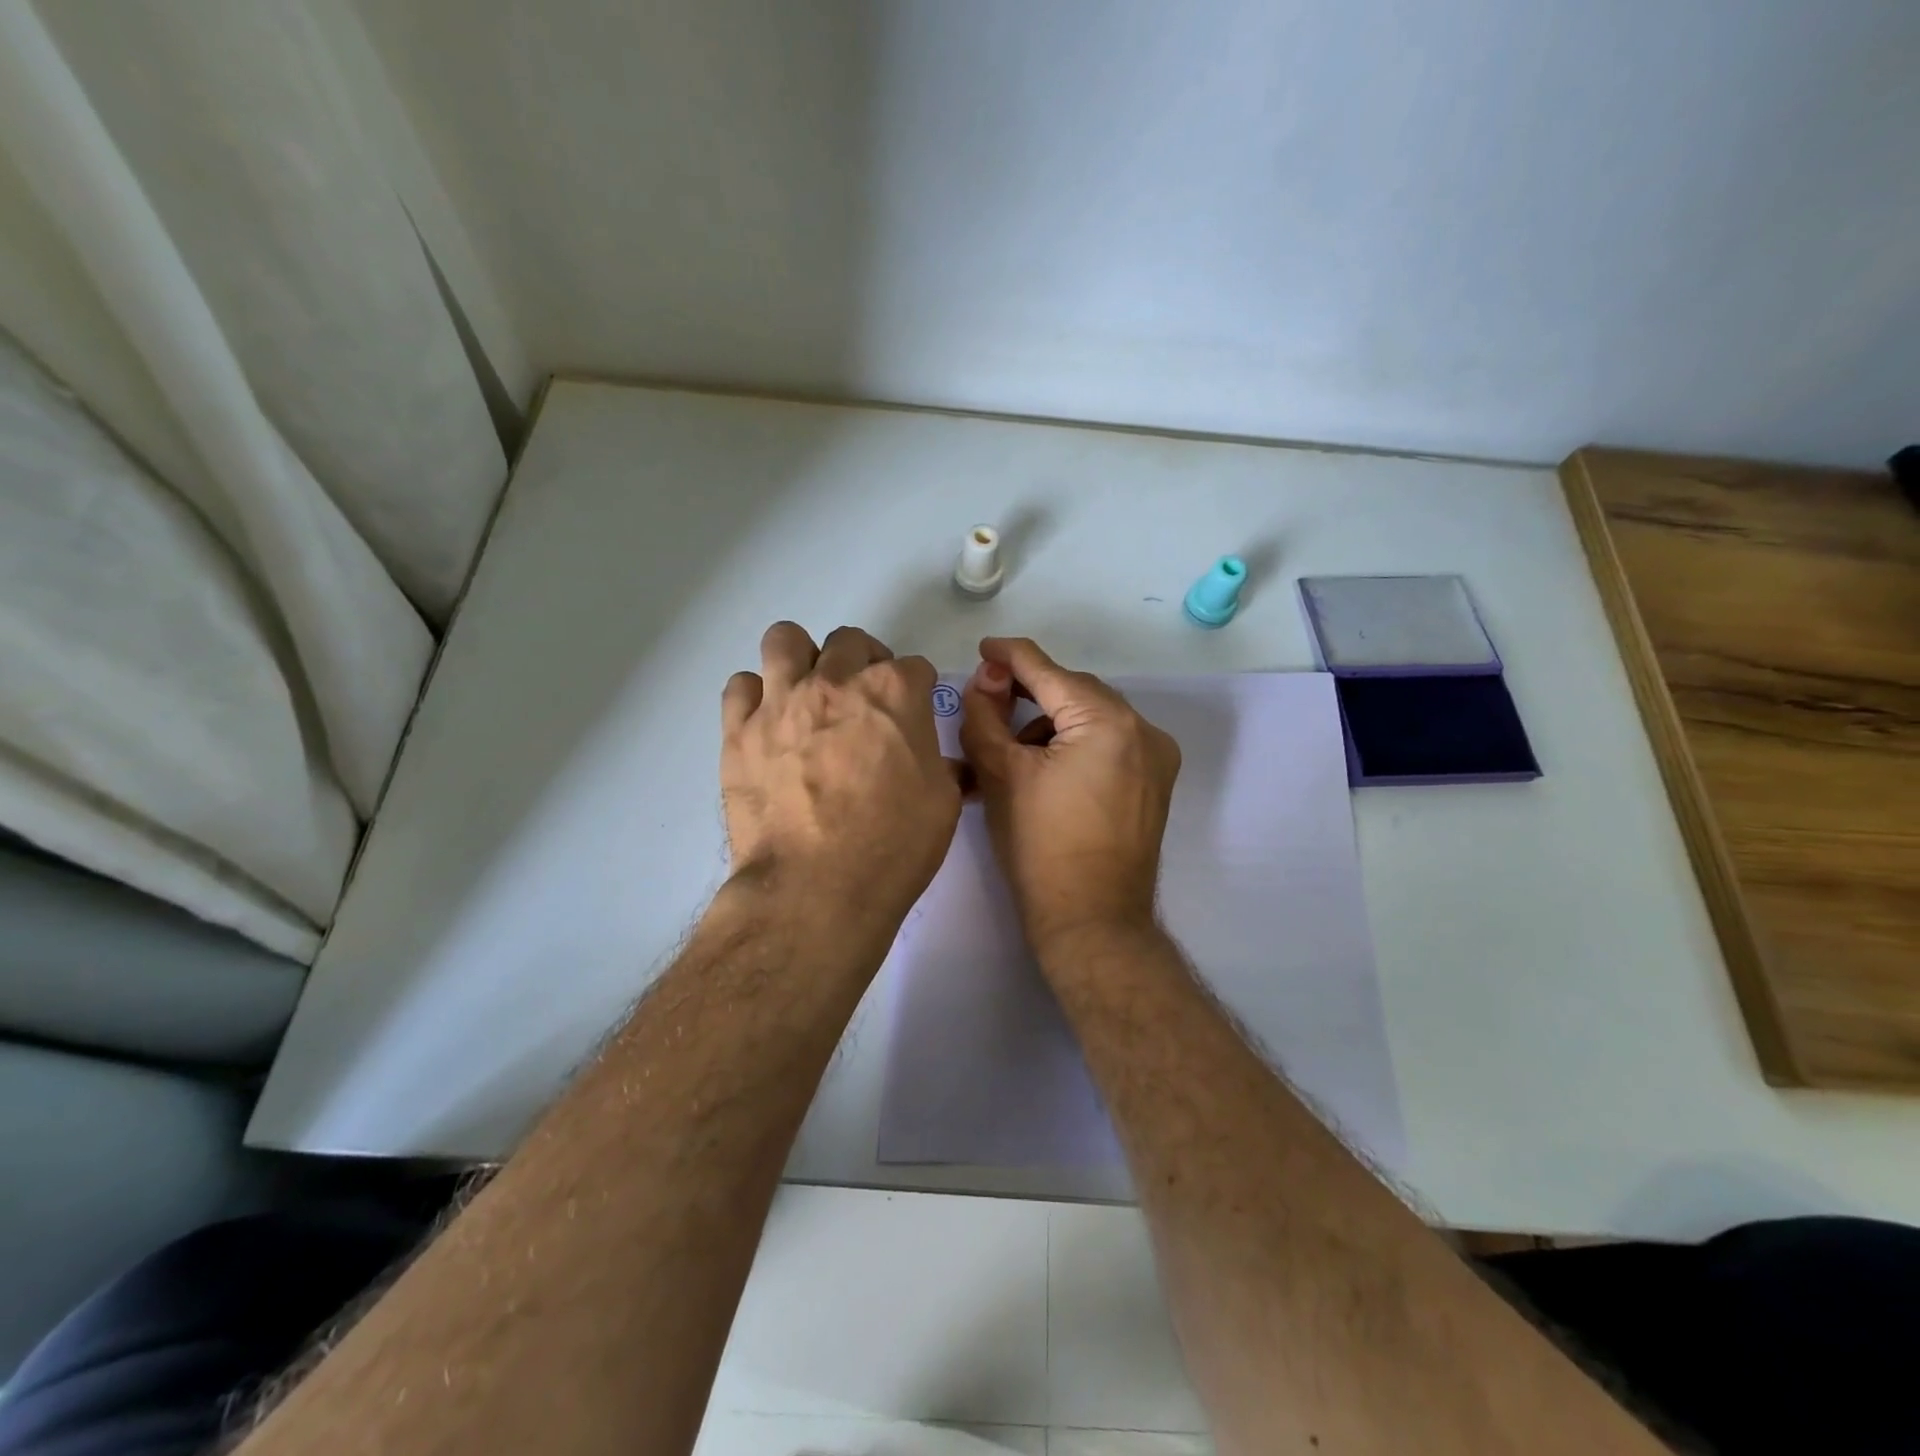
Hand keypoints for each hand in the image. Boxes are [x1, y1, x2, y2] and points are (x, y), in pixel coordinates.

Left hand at [722, 623, 960, 932]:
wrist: (815, 889)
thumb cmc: (892, 847)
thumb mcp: (942, 804)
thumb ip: (941, 765)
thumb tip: (939, 761)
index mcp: (893, 693)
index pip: (914, 666)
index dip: (918, 690)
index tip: (913, 714)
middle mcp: (835, 682)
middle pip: (850, 642)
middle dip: (864, 663)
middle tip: (864, 703)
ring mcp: (781, 702)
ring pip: (785, 640)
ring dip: (803, 660)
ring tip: (809, 696)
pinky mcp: (738, 731)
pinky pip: (740, 685)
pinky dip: (756, 697)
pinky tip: (768, 725)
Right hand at [959, 637, 1180, 953]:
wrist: (1092, 921)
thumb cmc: (1039, 847)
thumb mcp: (1000, 774)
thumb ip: (985, 715)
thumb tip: (987, 679)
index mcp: (1107, 722)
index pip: (1049, 672)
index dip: (1010, 655)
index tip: (984, 648)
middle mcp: (1143, 729)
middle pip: (1075, 691)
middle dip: (1031, 691)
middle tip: (990, 701)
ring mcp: (1157, 757)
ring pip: (1095, 716)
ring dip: (1054, 719)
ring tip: (1016, 747)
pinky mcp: (1157, 782)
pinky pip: (1112, 742)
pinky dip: (1078, 741)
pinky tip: (1049, 767)